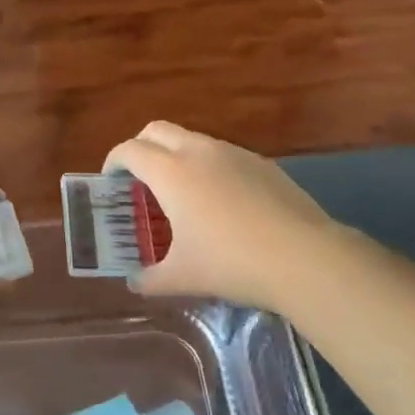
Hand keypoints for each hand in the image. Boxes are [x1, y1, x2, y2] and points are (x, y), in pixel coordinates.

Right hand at [105, 121, 350, 311]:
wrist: (304, 257)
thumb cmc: (231, 263)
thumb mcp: (183, 277)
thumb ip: (151, 279)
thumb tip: (135, 283)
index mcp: (170, 172)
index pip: (129, 151)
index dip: (113, 161)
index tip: (110, 180)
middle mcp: (198, 151)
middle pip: (156, 130)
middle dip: (140, 147)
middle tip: (138, 178)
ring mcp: (233, 153)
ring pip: (192, 139)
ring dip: (176, 156)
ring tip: (181, 193)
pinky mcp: (261, 163)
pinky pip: (222, 155)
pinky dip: (208, 167)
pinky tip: (221, 203)